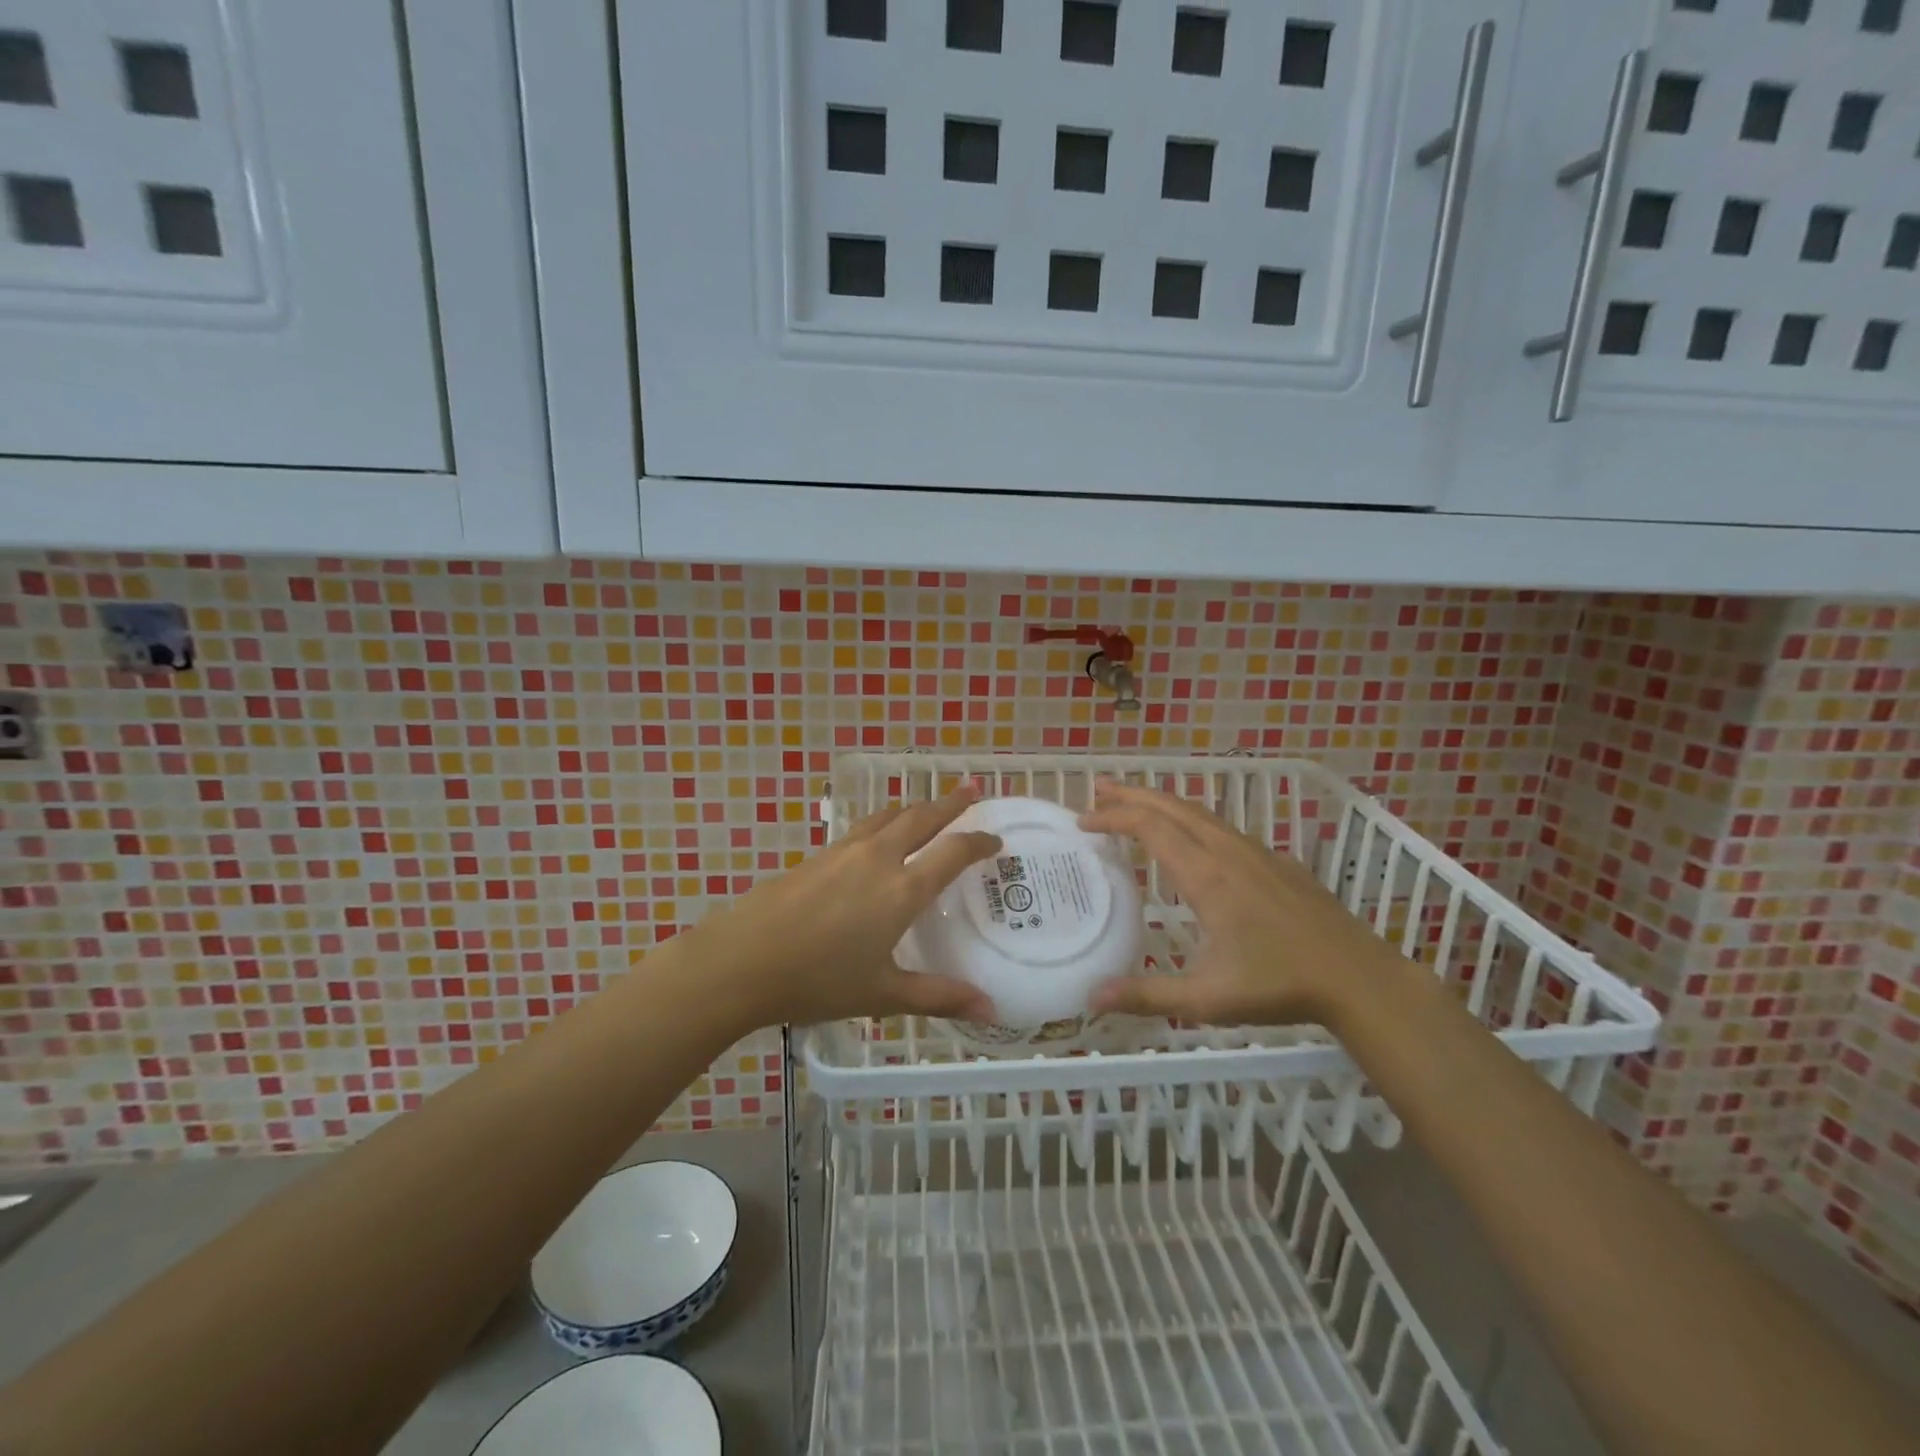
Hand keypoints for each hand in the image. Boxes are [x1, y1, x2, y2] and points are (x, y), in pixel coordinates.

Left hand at [673, 785, 1002, 1027]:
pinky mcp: (818, 855)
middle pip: (922, 817)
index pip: (953, 851)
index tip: (996, 838)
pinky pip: (864, 826)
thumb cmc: (818, 980)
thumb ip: (939, 997)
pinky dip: (885, 820)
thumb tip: (991, 1010)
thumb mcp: (883, 994)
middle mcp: (879, 858)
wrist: (742, 959)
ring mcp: (845, 851)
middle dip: (951, 802)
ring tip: (928, 805)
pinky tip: (878, 834)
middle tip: (972, 789)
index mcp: (903, 889)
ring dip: (915, 806)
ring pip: (889, 815)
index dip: (979, 841)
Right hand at [1080, 781, 1395, 1025]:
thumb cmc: (1279, 985)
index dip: (1113, 818)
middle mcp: (1228, 851)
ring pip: (1199, 812)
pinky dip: (1190, 818)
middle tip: (1097, 789)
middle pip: (1172, 806)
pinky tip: (1189, 837)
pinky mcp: (1275, 860)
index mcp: (1207, 875)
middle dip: (1132, 794)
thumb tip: (1090, 997)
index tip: (1083, 822)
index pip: (1151, 827)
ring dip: (1161, 802)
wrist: (1357, 977)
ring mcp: (1256, 852)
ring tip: (1133, 803)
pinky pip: (1221, 826)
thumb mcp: (1206, 998)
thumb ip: (1147, 995)